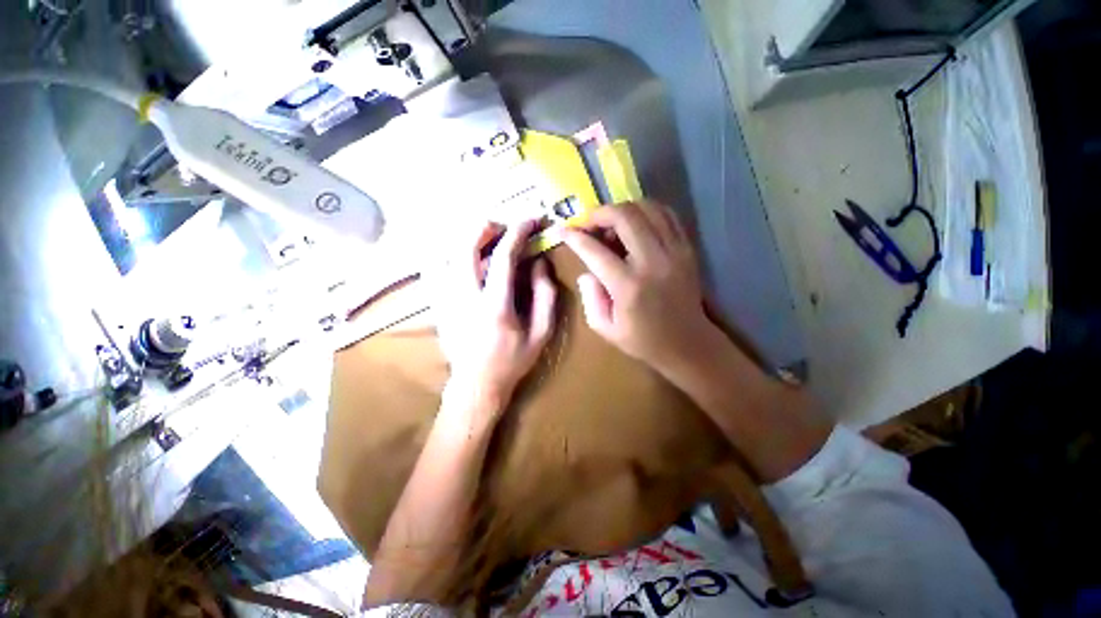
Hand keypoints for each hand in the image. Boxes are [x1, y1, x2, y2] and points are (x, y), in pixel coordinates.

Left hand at [433, 219, 557, 416]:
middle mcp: (465, 297)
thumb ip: (544, 296)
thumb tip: (539, 263)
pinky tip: (465, 258)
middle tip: (502, 226)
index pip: (503, 257)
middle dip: (485, 227)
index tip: (530, 220)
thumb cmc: (512, 361)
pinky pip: (436, 268)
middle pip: (465, 246)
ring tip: (485, 239)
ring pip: (446, 253)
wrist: (476, 385)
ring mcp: (446, 300)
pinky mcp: (437, 304)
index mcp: (495, 305)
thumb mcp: (541, 333)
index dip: (517, 232)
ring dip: (466, 238)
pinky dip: (450, 253)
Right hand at [560, 201, 717, 375]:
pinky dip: (646, 211)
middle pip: (624, 216)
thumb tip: (587, 271)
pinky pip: (666, 215)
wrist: (689, 344)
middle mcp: (652, 262)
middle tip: (588, 223)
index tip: (563, 230)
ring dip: (623, 209)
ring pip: (647, 209)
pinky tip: (635, 224)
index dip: (575, 237)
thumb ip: (590, 298)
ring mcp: (674, 252)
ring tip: (611, 224)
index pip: (595, 250)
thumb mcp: (606, 329)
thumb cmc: (643, 340)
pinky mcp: (687, 249)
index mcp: (628, 286)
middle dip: (599, 213)